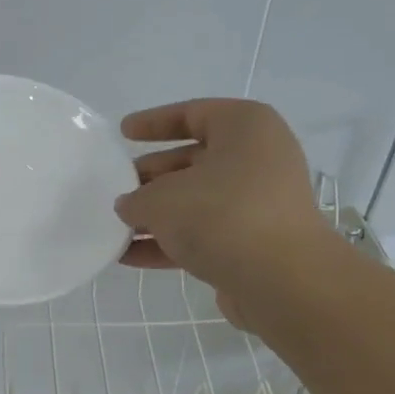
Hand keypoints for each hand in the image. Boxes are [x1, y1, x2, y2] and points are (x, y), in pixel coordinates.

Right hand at [115, 99, 341, 326]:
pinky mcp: (251, 243)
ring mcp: (256, 204)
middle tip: (116, 188)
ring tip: (115, 226)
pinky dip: (168, 243)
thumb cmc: (221, 215)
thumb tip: (129, 206)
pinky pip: (202, 235)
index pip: (193, 114)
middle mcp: (257, 159)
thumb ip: (136, 199)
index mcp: (245, 128)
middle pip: (193, 161)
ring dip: (156, 215)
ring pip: (196, 202)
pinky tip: (129, 256)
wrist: (279, 279)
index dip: (154, 123)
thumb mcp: (162, 199)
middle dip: (151, 176)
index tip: (123, 133)